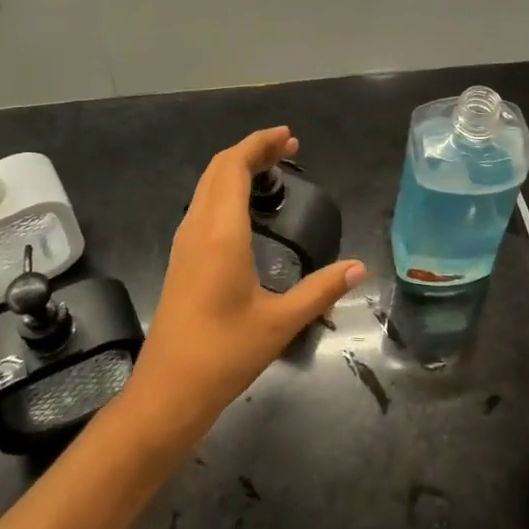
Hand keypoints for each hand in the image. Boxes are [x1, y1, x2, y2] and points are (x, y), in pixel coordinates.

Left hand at [124, 127, 364, 443]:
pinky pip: (203, 205)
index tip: (289, 137)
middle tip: (289, 149)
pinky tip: (248, 209)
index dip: (259, 144)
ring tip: (273, 171)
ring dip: (237, 169)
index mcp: (220, 233)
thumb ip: (321, 290)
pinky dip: (226, 189)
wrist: (168, 391)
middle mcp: (197, 228)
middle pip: (218, 169)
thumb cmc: (224, 354)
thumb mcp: (280, 322)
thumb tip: (360, 268)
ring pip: (207, 186)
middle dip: (252, 151)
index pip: (234, 167)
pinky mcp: (182, 259)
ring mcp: (185, 243)